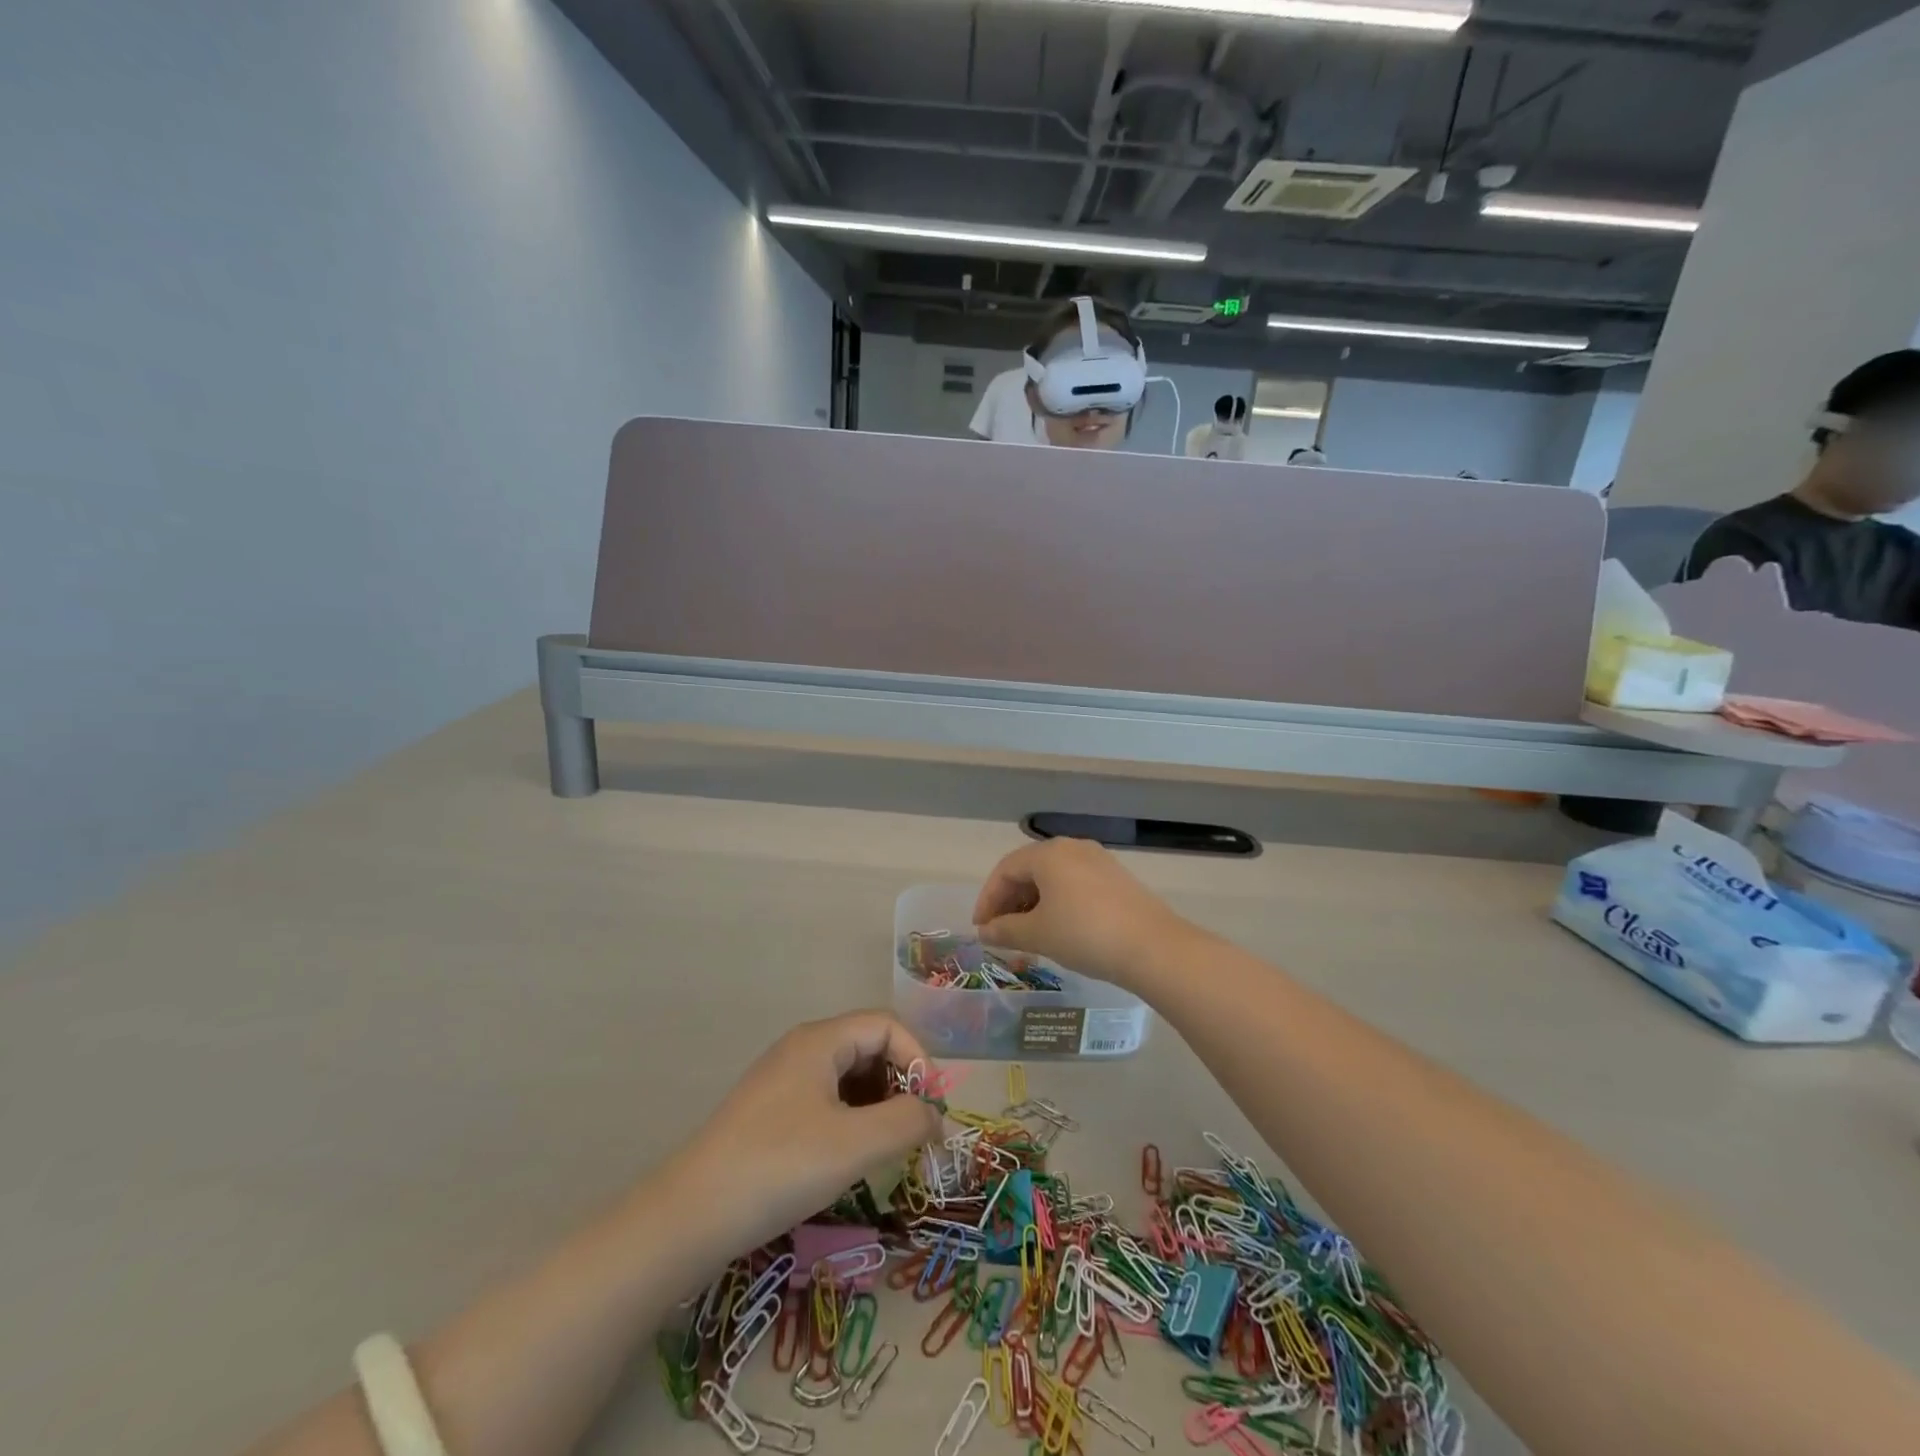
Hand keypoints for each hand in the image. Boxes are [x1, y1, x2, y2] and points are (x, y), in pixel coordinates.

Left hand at [665, 1013, 941, 1257]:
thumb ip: (906, 1122)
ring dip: (878, 1105)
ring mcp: (784, 1080)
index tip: (931, 1111)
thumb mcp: (854, 1145)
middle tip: (913, 1133)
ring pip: (850, 1076)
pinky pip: (828, 1099)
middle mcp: (802, 1049)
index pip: (887, 1026)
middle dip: (900, 1084)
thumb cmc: (779, 1167)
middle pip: (869, 1047)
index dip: (918, 1060)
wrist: (689, 1216)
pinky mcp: (772, 1112)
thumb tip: (934, 1116)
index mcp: (821, 1040)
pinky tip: (851, 1157)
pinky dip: (852, 1120)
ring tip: (887, 1149)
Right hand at [973, 839, 1193, 988]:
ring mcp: (1098, 860)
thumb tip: (985, 932)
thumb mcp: (1038, 934)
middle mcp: (1072, 848)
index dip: (988, 899)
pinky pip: (1074, 884)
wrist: (1152, 947)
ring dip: (1033, 903)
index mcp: (1048, 853)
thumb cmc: (1084, 934)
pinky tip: (1058, 928)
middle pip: (1029, 869)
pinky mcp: (1116, 878)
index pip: (1005, 870)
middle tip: (1000, 932)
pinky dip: (1058, 902)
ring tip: (1027, 933)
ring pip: (1053, 877)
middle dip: (1010, 901)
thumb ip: (1005, 930)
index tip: (980, 929)